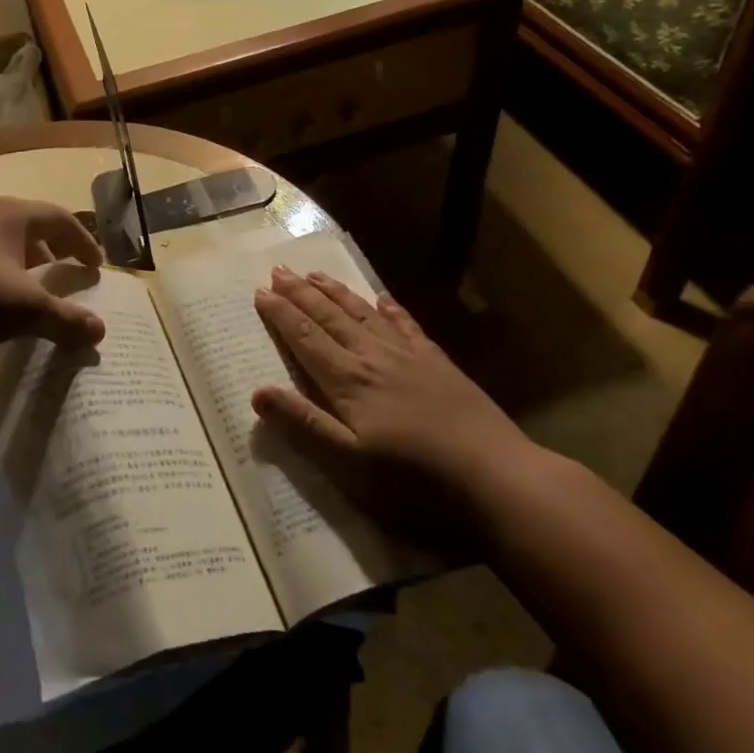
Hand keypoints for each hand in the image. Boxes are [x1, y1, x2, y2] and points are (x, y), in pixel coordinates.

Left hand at [0, 197, 105, 356]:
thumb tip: (100, 332)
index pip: (59, 218)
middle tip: (65, 269)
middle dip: (51, 247)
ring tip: (28, 285)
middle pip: (28, 223)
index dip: (82, 241)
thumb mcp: (26, 310)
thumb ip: (65, 319)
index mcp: (12, 214)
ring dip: (20, 258)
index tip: (96, 265)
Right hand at [250, 267, 533, 540]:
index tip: (260, 291)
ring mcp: (409, 357)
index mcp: (347, 381)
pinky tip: (383, 298)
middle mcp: (373, 357)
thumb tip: (257, 391)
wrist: (497, 479)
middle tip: (279, 270)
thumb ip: (303, 425)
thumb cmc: (415, 482)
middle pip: (330, 317)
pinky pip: (407, 326)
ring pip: (363, 313)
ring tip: (315, 273)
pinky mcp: (439, 364)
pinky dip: (390, 309)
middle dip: (301, 293)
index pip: (305, 338)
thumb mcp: (349, 465)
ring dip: (336, 292)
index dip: (281, 314)